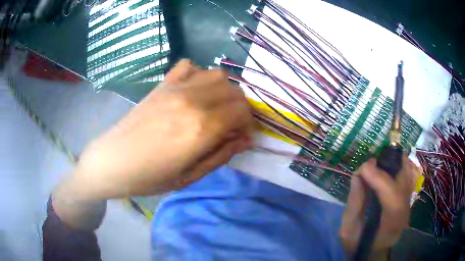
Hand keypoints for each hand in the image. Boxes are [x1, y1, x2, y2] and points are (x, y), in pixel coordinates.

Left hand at [68, 59, 253, 200]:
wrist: (113, 161)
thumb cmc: (150, 177)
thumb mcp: (191, 176)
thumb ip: (222, 155)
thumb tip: (247, 139)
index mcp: (201, 128)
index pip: (242, 112)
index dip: (249, 124)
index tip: (243, 136)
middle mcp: (192, 101)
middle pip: (234, 91)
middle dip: (240, 108)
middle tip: (231, 125)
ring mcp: (175, 88)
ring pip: (217, 74)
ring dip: (224, 90)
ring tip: (216, 107)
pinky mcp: (162, 84)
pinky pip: (189, 66)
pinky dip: (199, 75)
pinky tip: (193, 91)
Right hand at [340, 156, 419, 251]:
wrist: (371, 250)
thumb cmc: (358, 243)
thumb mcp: (348, 229)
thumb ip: (354, 203)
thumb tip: (358, 174)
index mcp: (390, 226)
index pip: (393, 198)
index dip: (379, 179)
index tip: (363, 168)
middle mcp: (405, 212)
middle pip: (405, 181)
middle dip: (389, 165)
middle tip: (371, 162)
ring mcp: (409, 203)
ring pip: (408, 174)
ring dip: (394, 163)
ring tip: (378, 163)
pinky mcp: (408, 198)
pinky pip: (407, 175)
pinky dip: (399, 166)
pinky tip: (387, 166)